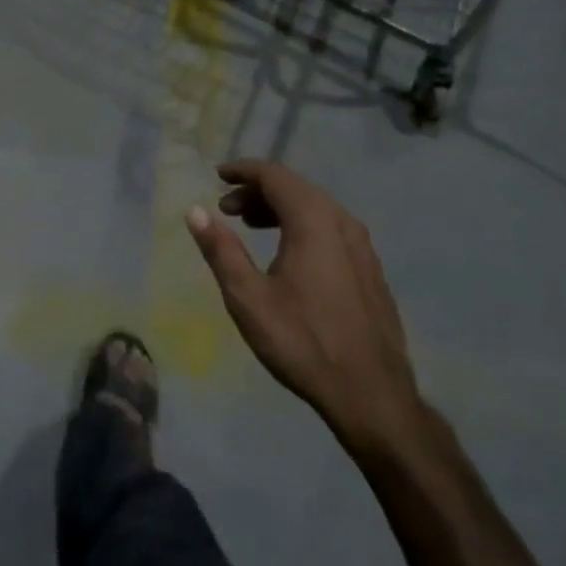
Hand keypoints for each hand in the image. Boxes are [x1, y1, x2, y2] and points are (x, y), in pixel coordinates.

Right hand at [186, 160, 423, 456]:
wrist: (371, 394)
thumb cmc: (302, 342)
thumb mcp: (248, 297)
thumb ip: (220, 249)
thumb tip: (195, 211)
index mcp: (314, 223)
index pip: (275, 176)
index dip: (244, 171)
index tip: (218, 176)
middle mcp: (343, 224)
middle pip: (297, 188)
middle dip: (258, 191)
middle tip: (226, 209)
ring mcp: (363, 247)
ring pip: (317, 208)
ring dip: (280, 208)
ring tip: (250, 227)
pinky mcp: (370, 269)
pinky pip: (331, 228)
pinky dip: (302, 225)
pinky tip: (287, 253)